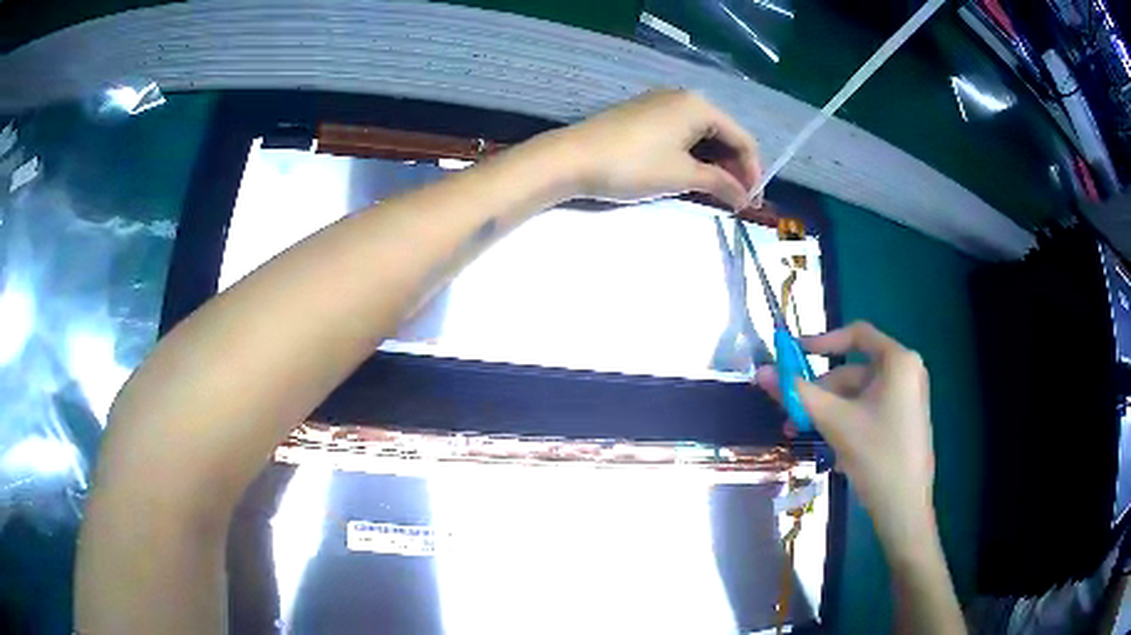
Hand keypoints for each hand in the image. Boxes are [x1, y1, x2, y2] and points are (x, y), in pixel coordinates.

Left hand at [544, 89, 761, 210]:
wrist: (572, 158)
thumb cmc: (634, 165)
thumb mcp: (682, 176)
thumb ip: (720, 184)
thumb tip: (746, 198)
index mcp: (699, 106)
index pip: (742, 139)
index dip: (752, 172)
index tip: (752, 202)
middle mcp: (683, 97)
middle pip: (723, 134)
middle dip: (734, 168)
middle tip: (736, 200)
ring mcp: (661, 103)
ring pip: (701, 135)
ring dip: (714, 164)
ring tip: (717, 193)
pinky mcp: (643, 114)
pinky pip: (681, 134)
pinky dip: (692, 156)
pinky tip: (692, 176)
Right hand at [756, 322, 936, 553]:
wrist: (904, 507)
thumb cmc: (876, 455)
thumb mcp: (834, 421)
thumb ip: (797, 393)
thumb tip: (761, 371)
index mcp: (898, 361)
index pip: (856, 334)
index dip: (822, 341)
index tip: (793, 355)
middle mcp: (907, 371)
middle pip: (854, 372)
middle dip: (820, 393)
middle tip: (791, 413)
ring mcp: (908, 397)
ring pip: (859, 395)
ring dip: (829, 411)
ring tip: (803, 435)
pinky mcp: (905, 420)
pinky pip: (870, 410)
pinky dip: (847, 421)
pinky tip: (829, 445)